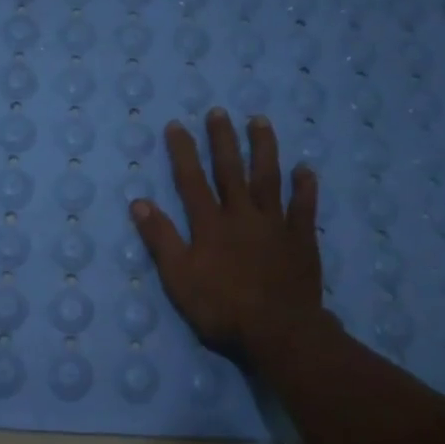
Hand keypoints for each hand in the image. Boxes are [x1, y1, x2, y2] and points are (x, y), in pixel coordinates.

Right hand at [128, 109, 326, 360]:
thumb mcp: (178, 278)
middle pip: (231, 171)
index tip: (177, 125)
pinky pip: (304, 207)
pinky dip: (305, 187)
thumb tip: (139, 202)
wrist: (279, 332)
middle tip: (219, 112)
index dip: (183, 152)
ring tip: (260, 121)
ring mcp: (275, 225)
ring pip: (269, 178)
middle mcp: (242, 215)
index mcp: (210, 225)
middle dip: (223, 140)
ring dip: (264, 148)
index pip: (192, 181)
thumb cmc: (222, 308)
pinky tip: (305, 169)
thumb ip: (161, 239)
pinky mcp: (301, 240)